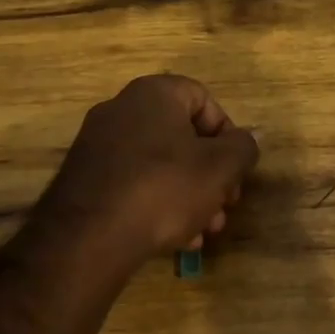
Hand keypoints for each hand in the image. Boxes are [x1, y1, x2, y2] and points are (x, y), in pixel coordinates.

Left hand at [41, 74, 259, 267]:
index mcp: (154, 93)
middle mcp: (121, 109)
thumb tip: (250, 138)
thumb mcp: (219, 169)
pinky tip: (173, 240)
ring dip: (188, 194)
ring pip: (159, 163)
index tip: (235, 170)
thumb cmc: (164, 188)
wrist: (88, 237)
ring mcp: (98, 144)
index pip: (203, 99)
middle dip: (210, 174)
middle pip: (182, 136)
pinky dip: (156, 204)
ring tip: (203, 231)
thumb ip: (243, 148)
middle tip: (224, 207)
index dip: (227, 134)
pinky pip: (132, 182)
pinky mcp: (84, 178)